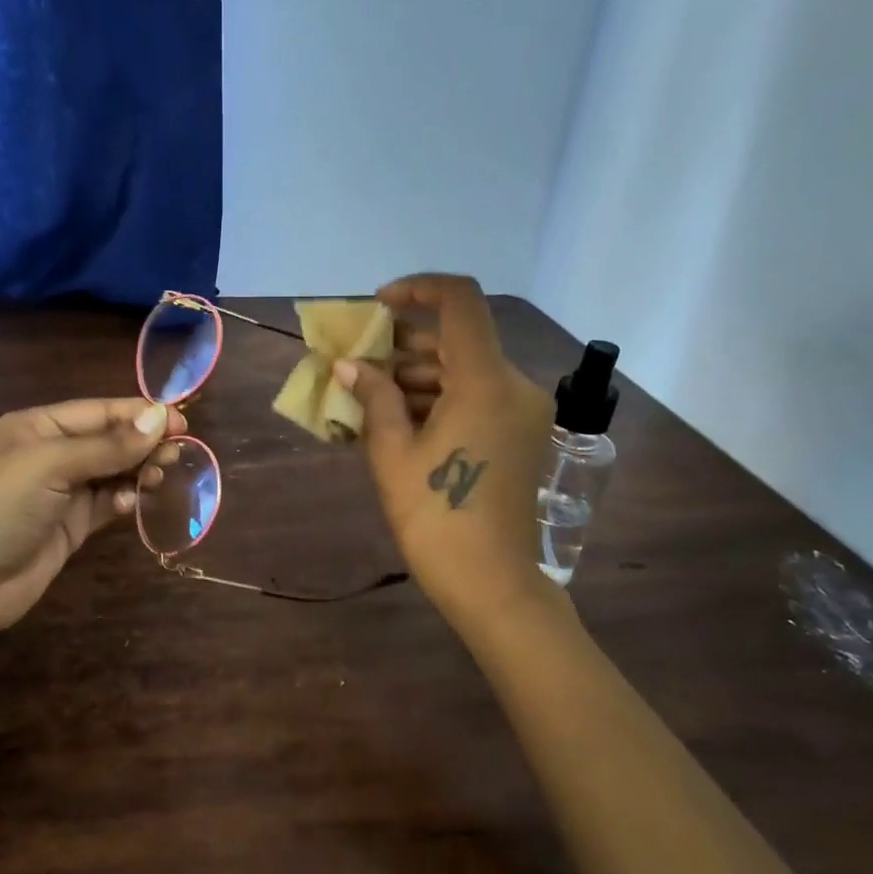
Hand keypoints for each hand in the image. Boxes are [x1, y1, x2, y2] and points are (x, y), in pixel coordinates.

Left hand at [0, 398, 184, 635]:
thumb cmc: (2, 507)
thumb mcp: (52, 465)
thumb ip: (108, 445)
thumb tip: (161, 417)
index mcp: (40, 426)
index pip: (100, 411)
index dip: (140, 414)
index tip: (182, 422)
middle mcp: (52, 453)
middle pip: (110, 440)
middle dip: (143, 443)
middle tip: (178, 453)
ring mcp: (62, 491)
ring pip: (113, 472)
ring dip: (138, 471)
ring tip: (162, 476)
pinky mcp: (71, 524)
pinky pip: (107, 503)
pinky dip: (124, 500)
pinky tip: (134, 503)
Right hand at [335, 274, 557, 626]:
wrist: (492, 583)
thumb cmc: (435, 517)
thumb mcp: (393, 453)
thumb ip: (374, 397)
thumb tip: (349, 365)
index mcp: (486, 381)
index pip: (461, 302)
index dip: (418, 290)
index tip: (378, 306)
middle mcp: (514, 385)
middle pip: (459, 339)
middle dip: (405, 344)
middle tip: (358, 363)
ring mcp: (523, 411)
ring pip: (466, 369)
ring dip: (419, 374)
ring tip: (369, 396)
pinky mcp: (522, 434)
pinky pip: (477, 397)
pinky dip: (440, 398)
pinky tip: (399, 419)